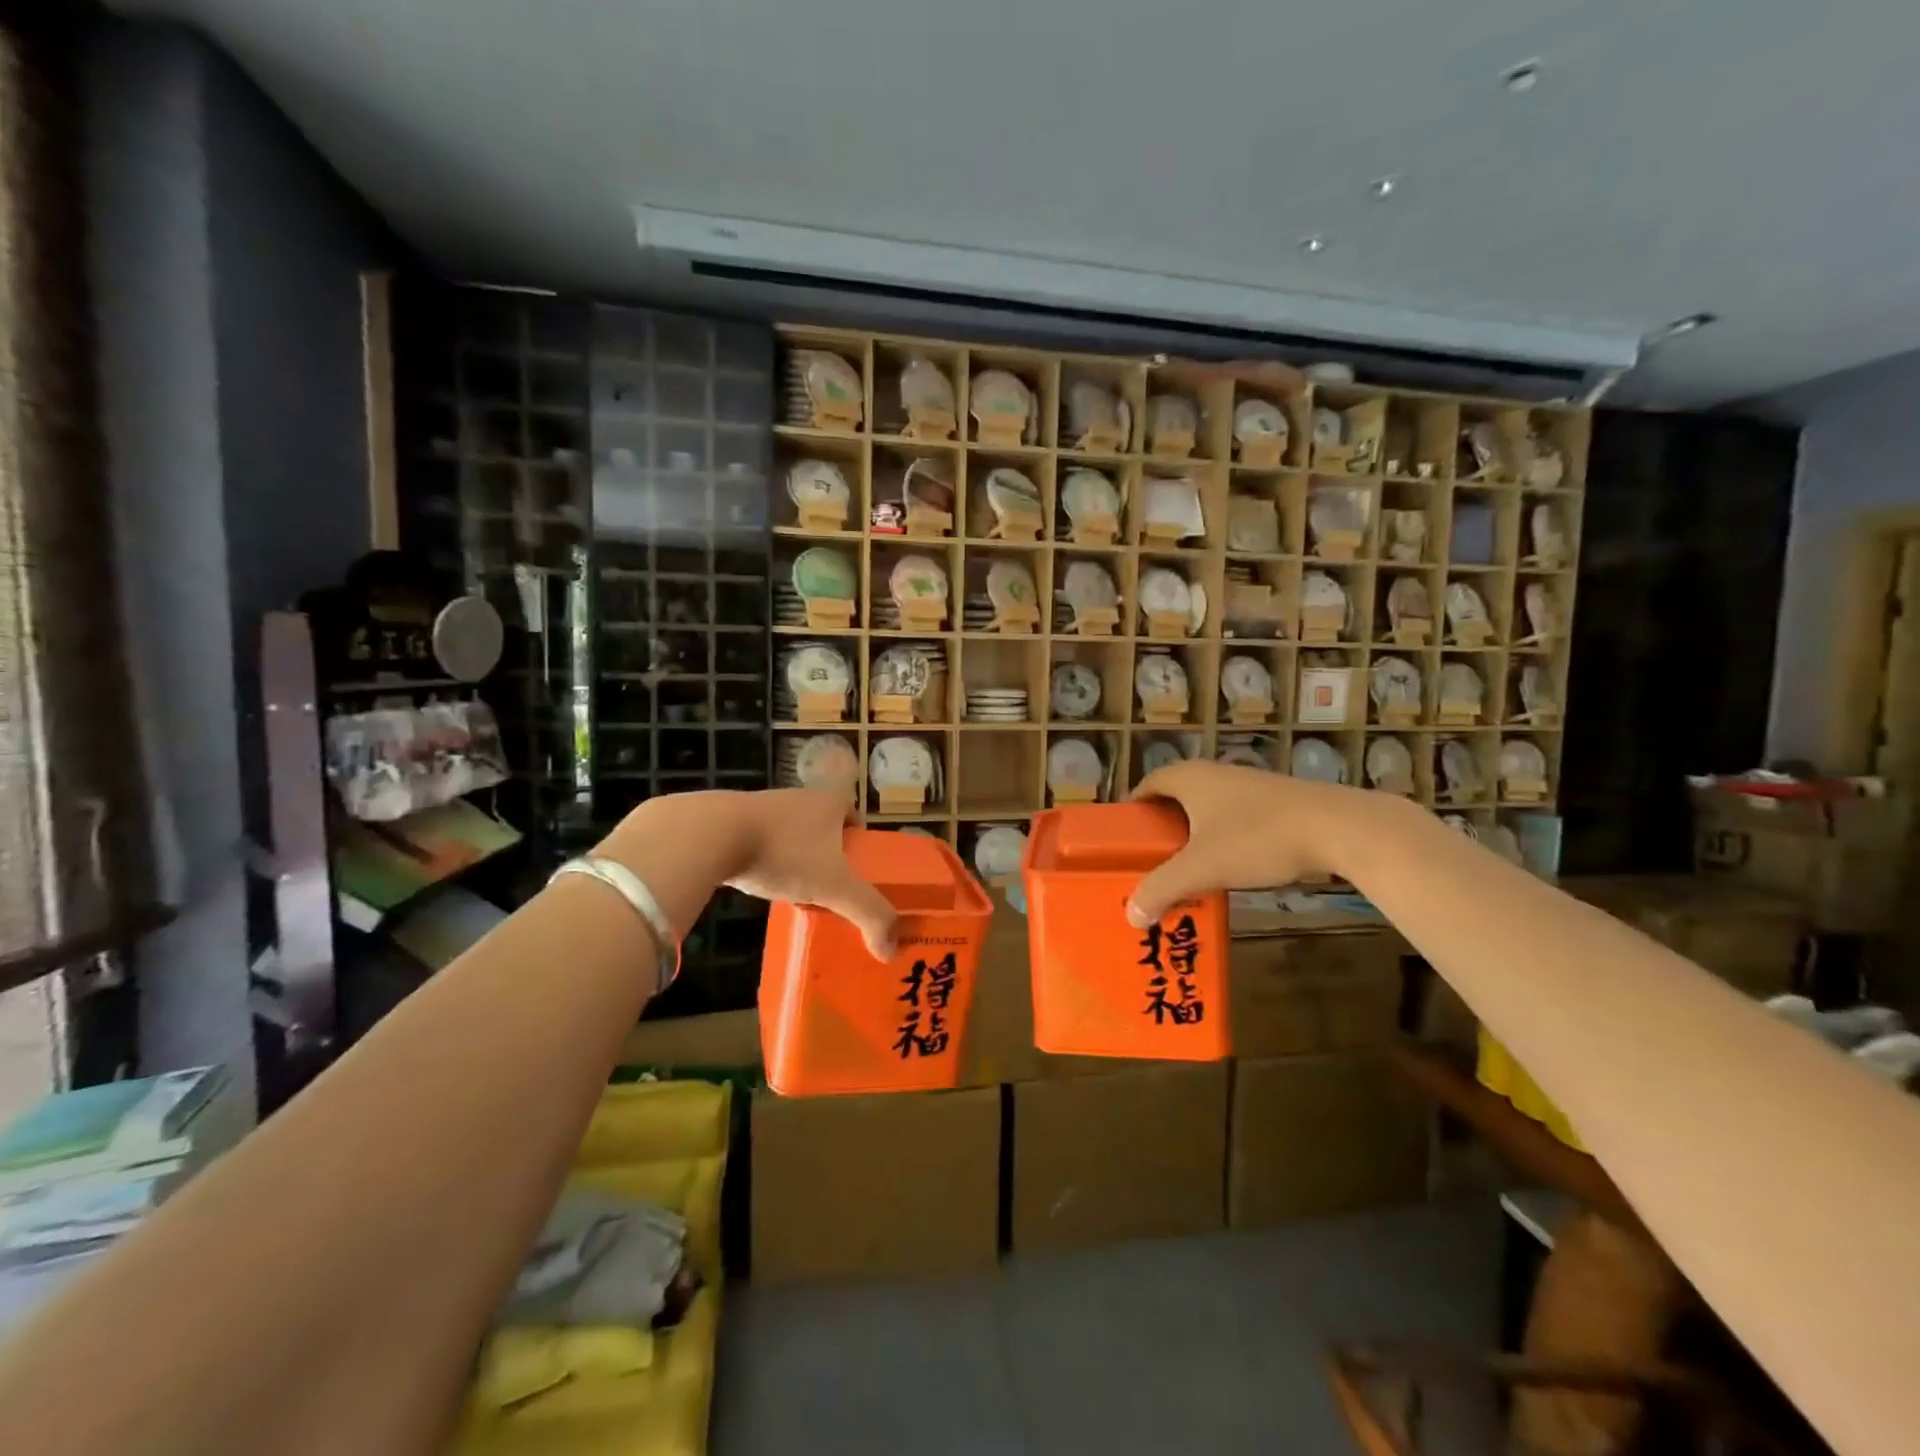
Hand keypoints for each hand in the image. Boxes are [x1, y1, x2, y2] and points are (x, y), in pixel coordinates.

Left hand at [721, 789, 897, 959]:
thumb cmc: (783, 852)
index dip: (860, 841)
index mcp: (829, 802)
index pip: (855, 815)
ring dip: (797, 857)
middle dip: (829, 854)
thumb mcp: (834, 886)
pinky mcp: (733, 820)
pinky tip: (765, 883)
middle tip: (833, 887)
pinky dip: (767, 860)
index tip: (860, 869)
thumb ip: (867, 914)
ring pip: (792, 834)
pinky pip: (761, 841)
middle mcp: (800, 797)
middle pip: (824, 826)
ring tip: (800, 890)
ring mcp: (764, 806)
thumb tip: (891, 950)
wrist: (711, 835)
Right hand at [1125, 762, 1401, 924]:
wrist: (1338, 829)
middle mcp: (1214, 774)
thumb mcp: (1201, 868)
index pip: (1146, 785)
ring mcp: (1247, 786)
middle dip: (1161, 828)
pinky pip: (1233, 819)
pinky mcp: (1275, 802)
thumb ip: (1161, 889)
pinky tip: (1228, 868)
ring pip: (1207, 810)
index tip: (1123, 840)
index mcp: (1189, 778)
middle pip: (1175, 798)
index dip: (1132, 810)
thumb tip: (1131, 916)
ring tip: (1185, 870)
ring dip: (1193, 837)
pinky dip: (1222, 840)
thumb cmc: (1257, 839)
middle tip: (1150, 861)